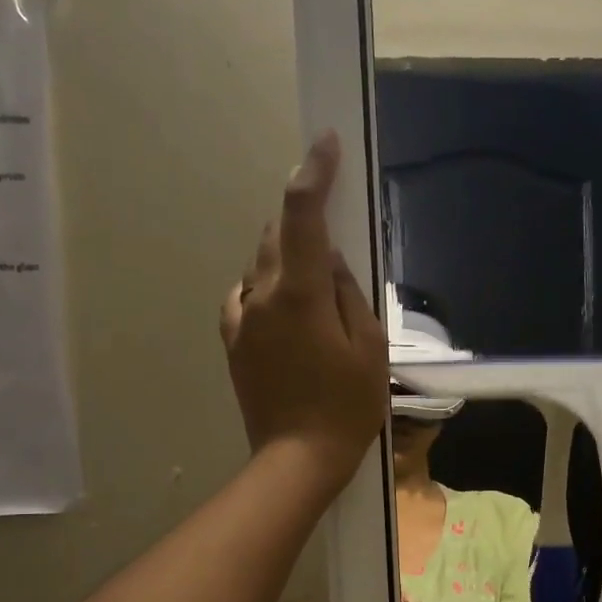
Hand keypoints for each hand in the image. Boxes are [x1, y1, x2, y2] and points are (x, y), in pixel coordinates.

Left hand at [221, 132, 387, 492]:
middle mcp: (261, 295)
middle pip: (276, 234)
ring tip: (315, 293)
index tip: (326, 142)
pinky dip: (268, 291)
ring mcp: (240, 319)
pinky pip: (247, 297)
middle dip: (301, 224)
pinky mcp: (232, 342)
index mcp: (300, 293)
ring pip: (260, 266)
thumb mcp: (369, 347)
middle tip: (332, 241)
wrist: (297, 459)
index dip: (314, 172)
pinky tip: (288, 315)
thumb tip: (332, 261)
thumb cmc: (346, 407)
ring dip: (286, 261)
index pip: (302, 213)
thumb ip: (349, 293)